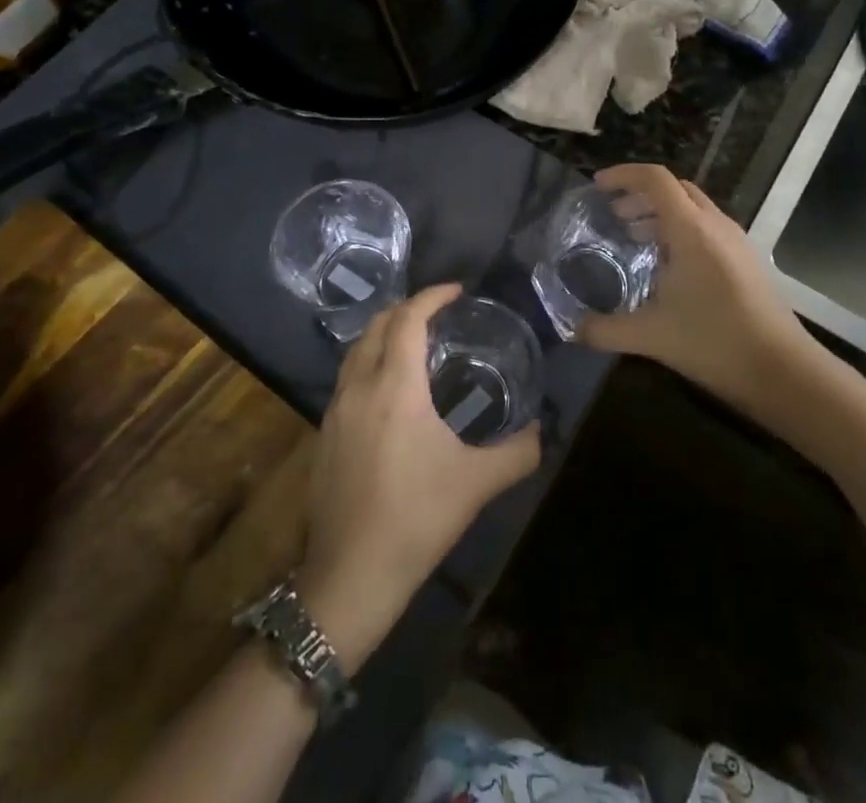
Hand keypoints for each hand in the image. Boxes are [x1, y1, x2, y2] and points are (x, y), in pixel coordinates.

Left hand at [296, 284, 540, 670]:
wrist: (350, 576)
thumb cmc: (417, 519)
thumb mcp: (477, 484)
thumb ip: (517, 452)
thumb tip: (542, 431)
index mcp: (395, 387)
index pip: (407, 319)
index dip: (431, 296)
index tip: (457, 291)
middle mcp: (359, 386)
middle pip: (376, 325)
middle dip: (405, 309)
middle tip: (438, 313)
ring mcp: (334, 410)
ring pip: (356, 350)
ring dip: (383, 334)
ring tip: (414, 343)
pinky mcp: (323, 434)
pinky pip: (346, 377)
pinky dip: (369, 362)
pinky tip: (389, 390)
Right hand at [578, 165, 821, 417]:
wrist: (784, 372)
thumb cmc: (715, 343)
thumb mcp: (651, 337)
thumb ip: (606, 330)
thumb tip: (572, 329)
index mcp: (692, 229)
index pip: (655, 180)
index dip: (623, 176)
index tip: (596, 188)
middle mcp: (715, 225)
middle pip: (674, 189)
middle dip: (639, 195)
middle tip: (612, 216)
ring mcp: (735, 241)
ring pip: (693, 208)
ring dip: (660, 214)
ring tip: (633, 238)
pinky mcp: (746, 260)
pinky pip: (706, 228)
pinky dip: (680, 231)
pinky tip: (666, 267)